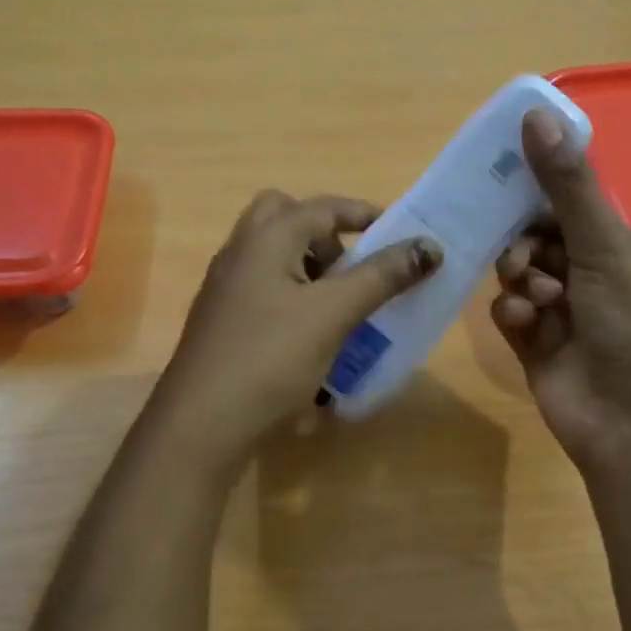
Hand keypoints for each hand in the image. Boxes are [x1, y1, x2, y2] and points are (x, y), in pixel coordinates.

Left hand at [152, 191, 439, 471]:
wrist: (201, 424)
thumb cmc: (270, 359)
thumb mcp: (334, 314)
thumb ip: (382, 277)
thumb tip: (430, 247)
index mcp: (265, 238)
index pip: (323, 207)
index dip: (365, 215)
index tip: (402, 236)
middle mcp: (240, 253)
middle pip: (285, 219)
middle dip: (326, 236)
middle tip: (352, 269)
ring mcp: (225, 289)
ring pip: (273, 257)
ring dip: (310, 269)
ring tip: (339, 308)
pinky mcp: (222, 322)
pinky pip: (264, 291)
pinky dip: (293, 298)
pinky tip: (311, 339)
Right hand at [492, 110, 630, 485]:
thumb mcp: (604, 245)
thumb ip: (566, 185)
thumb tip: (536, 114)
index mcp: (617, 246)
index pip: (565, 204)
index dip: (533, 192)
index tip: (496, 178)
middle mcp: (591, 275)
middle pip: (534, 239)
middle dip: (523, 245)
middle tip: (523, 259)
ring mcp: (562, 314)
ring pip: (517, 277)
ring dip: (520, 282)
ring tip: (536, 301)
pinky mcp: (537, 347)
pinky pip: (510, 314)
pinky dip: (513, 315)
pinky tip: (526, 326)